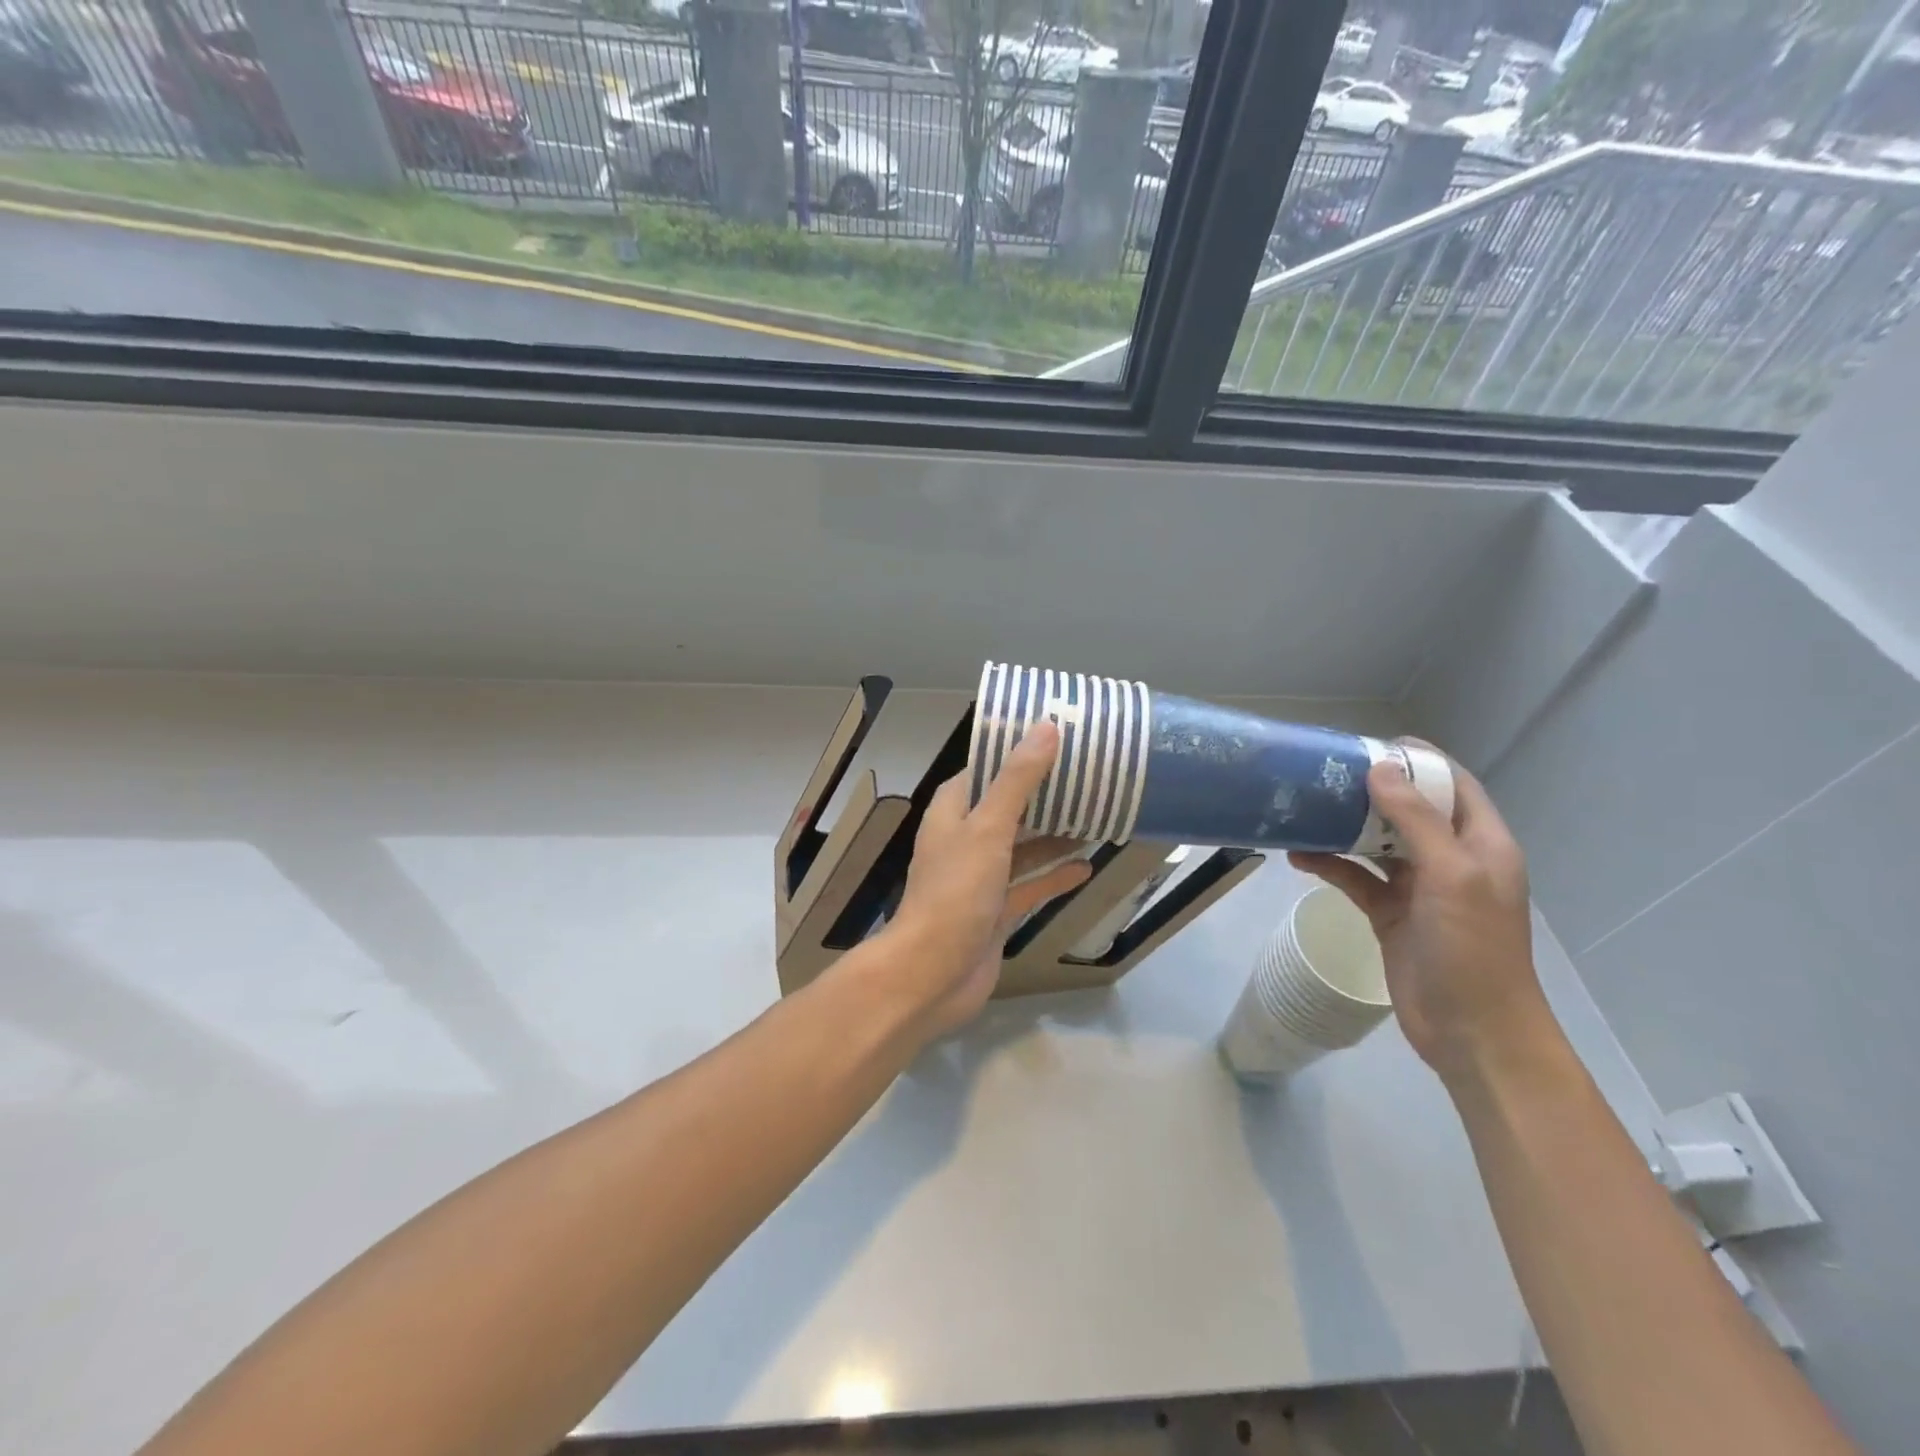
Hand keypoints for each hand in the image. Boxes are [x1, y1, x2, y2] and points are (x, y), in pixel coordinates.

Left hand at [881, 723, 1092, 1038]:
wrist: (933, 974)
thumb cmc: (956, 893)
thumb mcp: (988, 828)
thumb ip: (1017, 781)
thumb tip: (1046, 728)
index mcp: (953, 812)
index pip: (985, 770)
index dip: (1016, 754)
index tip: (1056, 739)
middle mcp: (964, 840)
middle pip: (1008, 808)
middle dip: (1043, 795)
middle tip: (1088, 777)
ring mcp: (980, 878)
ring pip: (1022, 848)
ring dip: (1053, 836)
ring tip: (1096, 817)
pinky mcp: (995, 910)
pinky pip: (1029, 885)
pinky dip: (1054, 876)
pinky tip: (1086, 867)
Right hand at [1288, 753, 1549, 1081]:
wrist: (1472, 1031)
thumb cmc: (1473, 948)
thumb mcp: (1451, 875)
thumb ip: (1416, 821)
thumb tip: (1381, 770)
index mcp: (1480, 844)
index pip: (1453, 785)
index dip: (1420, 760)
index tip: (1372, 744)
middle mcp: (1450, 859)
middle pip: (1409, 810)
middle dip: (1371, 790)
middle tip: (1325, 773)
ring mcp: (1419, 888)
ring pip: (1376, 843)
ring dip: (1344, 827)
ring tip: (1303, 808)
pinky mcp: (1390, 913)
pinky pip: (1356, 878)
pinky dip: (1330, 865)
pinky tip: (1298, 857)